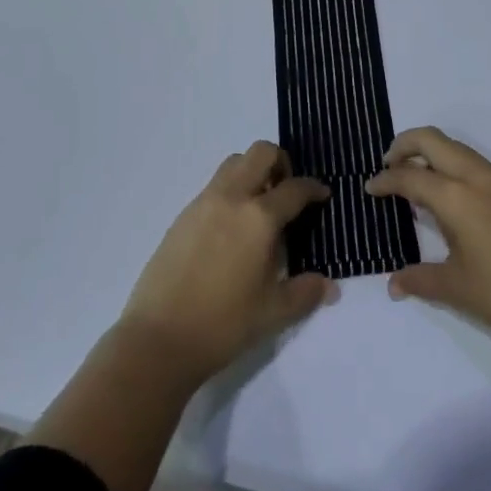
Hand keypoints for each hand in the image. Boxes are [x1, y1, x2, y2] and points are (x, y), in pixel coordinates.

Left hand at [118, 141, 336, 388]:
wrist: (159, 337)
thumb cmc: (223, 325)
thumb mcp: (273, 313)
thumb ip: (305, 293)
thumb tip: (330, 287)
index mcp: (259, 217)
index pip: (294, 188)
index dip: (313, 188)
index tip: (322, 194)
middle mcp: (232, 197)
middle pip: (261, 153)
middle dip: (281, 163)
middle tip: (287, 193)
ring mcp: (204, 202)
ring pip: (235, 162)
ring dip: (253, 171)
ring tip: (260, 207)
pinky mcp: (184, 214)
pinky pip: (215, 185)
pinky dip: (231, 190)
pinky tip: (232, 228)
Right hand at [365, 126, 490, 359]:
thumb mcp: (458, 289)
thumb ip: (421, 279)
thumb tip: (393, 284)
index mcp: (457, 198)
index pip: (411, 176)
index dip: (386, 180)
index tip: (370, 188)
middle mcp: (477, 177)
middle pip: (432, 139)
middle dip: (404, 144)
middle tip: (388, 165)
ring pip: (457, 148)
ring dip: (431, 153)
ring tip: (417, 179)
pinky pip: (476, 163)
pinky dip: (454, 165)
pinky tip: (453, 197)